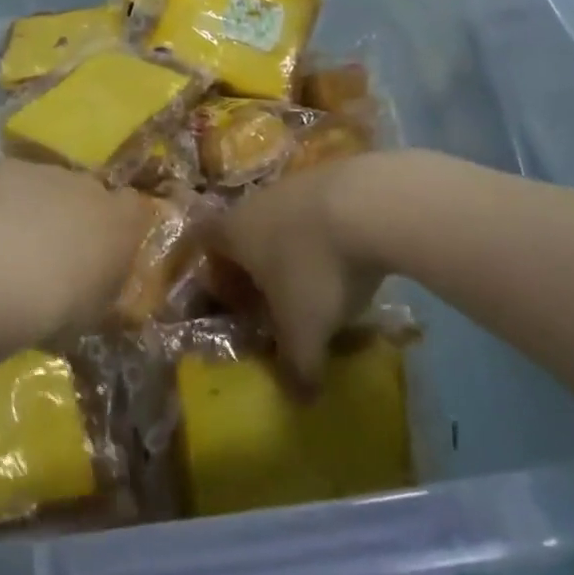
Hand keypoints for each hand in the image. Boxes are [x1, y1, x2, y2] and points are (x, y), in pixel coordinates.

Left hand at [0, 160, 155, 344]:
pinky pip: (11, 182)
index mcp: (123, 221)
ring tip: (14, 244)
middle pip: (89, 192)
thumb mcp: (96, 310)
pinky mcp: (10, 168)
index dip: (119, 223)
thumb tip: (98, 282)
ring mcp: (50, 173)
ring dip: (38, 207)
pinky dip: (3, 200)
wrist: (4, 275)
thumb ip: (103, 285)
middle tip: (54, 250)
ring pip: (49, 185)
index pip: (133, 208)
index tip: (105, 246)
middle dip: (75, 214)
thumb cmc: (62, 304)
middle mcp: (91, 187)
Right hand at [211, 154, 393, 386]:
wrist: (371, 204)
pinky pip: (319, 211)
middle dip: (256, 264)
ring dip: (295, 248)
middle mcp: (257, 201)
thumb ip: (297, 367)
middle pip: (245, 230)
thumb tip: (299, 399)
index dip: (210, 268)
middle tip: (273, 300)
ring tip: (320, 283)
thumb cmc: (317, 269)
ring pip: (284, 219)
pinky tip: (352, 257)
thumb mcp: (304, 331)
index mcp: (234, 231)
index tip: (223, 294)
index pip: (203, 240)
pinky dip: (327, 234)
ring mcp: (296, 183)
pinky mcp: (335, 175)